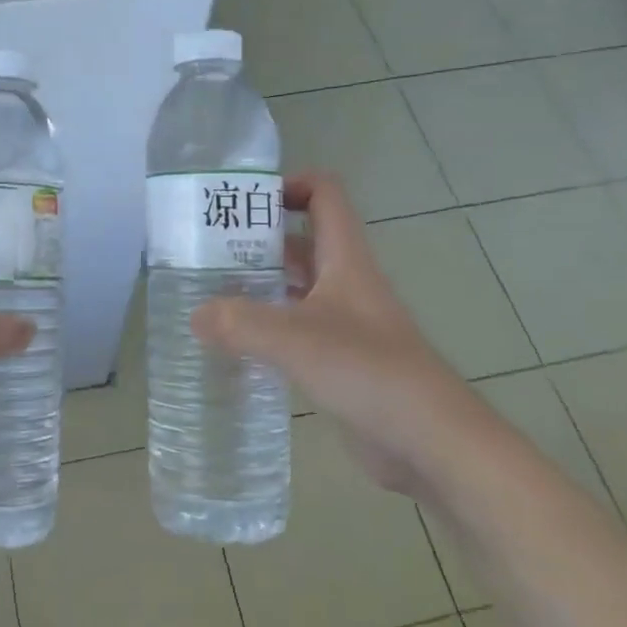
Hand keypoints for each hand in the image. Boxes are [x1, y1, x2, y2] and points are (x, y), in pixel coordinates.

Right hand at [192, 172, 498, 494]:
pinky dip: (266, 330)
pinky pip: (296, 331)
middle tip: (206, 252)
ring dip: (258, 287)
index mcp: (345, 259)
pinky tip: (234, 345)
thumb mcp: (296, 340)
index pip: (324, 195)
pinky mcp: (340, 361)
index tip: (242, 201)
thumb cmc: (369, 372)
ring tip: (209, 295)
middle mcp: (346, 283)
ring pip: (295, 288)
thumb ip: (240, 323)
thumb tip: (195, 315)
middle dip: (256, 241)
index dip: (288, 185)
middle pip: (301, 242)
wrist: (431, 441)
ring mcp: (345, 323)